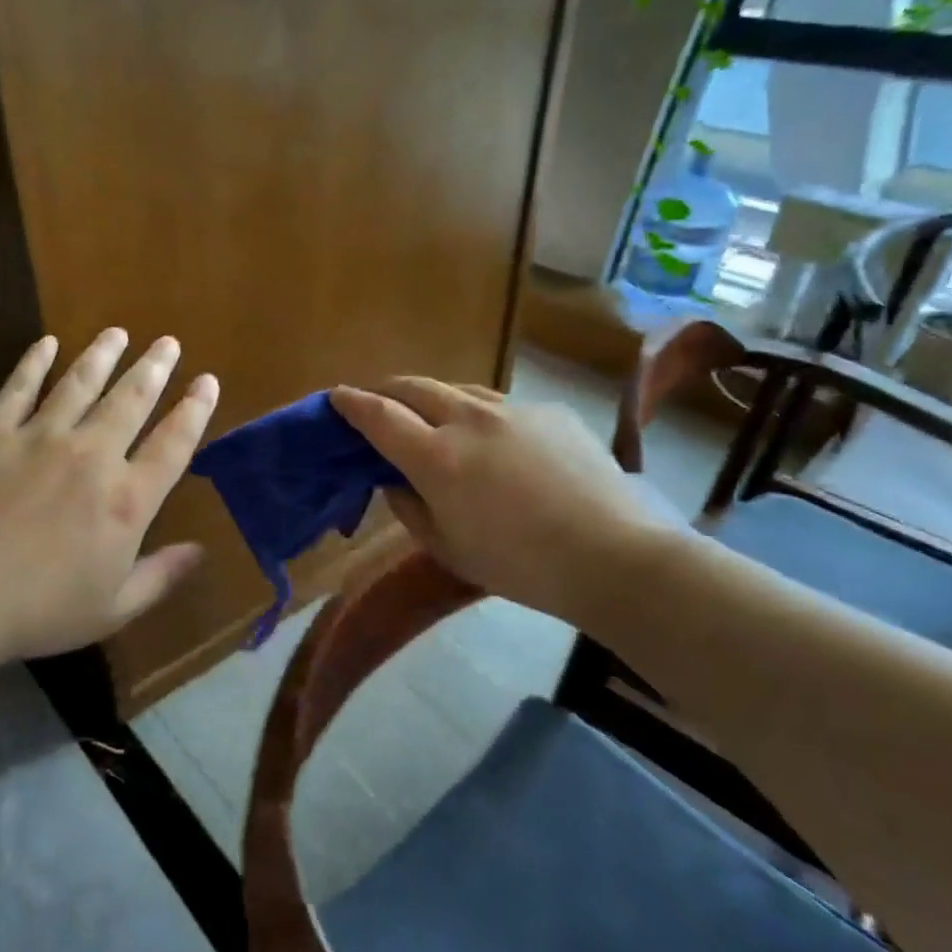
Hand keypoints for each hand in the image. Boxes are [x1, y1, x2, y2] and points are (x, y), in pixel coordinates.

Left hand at [0, 329, 218, 663]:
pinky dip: (34, 363)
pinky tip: (46, 343)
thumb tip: (201, 551)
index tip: (207, 382)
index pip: (172, 444)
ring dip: (102, 355)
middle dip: (154, 368)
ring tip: (117, 333)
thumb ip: (160, 576)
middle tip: (168, 341)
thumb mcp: (112, 608)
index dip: (195, 410)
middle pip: (131, 400)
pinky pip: (19, 388)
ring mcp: (40, 438)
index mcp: (126, 500)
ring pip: (80, 384)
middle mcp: (91, 456)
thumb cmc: (38, 610)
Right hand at [330, 379, 682, 628]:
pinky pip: (500, 405)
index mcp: (436, 456)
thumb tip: (393, 479)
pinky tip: (497, 445)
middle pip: (413, 386)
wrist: (614, 556)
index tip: (336, 397)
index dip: (351, 403)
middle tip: (376, 402)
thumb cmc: (519, 564)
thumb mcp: (447, 547)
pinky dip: (480, 417)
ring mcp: (512, 409)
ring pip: (457, 389)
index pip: (379, 415)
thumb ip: (409, 506)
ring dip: (433, 399)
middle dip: (386, 389)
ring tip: (432, 418)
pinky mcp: (549, 412)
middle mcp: (468, 419)